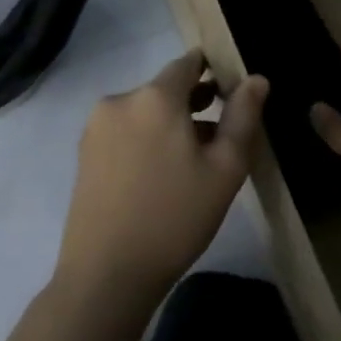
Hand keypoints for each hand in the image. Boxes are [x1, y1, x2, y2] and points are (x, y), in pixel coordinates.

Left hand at [61, 51, 267, 301]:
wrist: (106, 277)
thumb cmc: (175, 217)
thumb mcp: (225, 167)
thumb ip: (243, 116)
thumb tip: (256, 79)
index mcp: (155, 97)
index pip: (189, 62)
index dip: (216, 70)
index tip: (236, 93)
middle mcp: (120, 101)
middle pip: (167, 88)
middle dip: (197, 102)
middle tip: (224, 135)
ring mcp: (96, 129)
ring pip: (147, 111)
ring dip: (173, 123)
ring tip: (198, 160)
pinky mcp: (84, 155)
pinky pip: (127, 131)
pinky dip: (149, 139)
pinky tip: (165, 175)